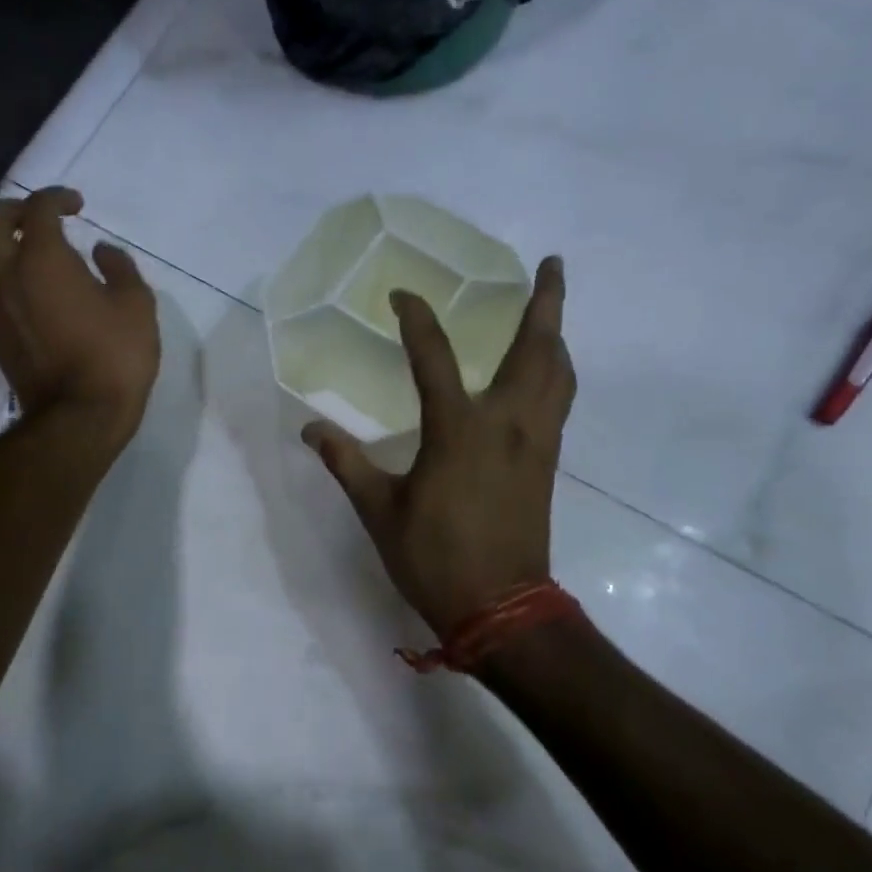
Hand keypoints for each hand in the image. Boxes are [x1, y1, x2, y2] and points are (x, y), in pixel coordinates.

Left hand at [0, 187, 159, 441]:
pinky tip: (10, 296)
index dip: (56, 198)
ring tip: (13, 256)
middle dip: (12, 212)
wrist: (81, 416)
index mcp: (43, 259)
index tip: (76, 207)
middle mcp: (7, 275)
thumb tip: (100, 253)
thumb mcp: (137, 305)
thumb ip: (120, 268)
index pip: (37, 208)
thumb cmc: (115, 357)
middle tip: (37, 222)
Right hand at [303, 257, 575, 636]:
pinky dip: (557, 374)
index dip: (417, 319)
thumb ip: (346, 463)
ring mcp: (536, 442)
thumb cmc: (434, 558)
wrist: (500, 607)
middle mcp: (507, 423)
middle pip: (536, 348)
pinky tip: (546, 374)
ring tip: (550, 312)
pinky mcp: (547, 462)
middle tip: (551, 264)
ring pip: (559, 373)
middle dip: (546, 302)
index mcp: (458, 429)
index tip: (403, 295)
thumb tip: (310, 429)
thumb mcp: (379, 511)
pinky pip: (561, 402)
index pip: (435, 356)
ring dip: (557, 335)